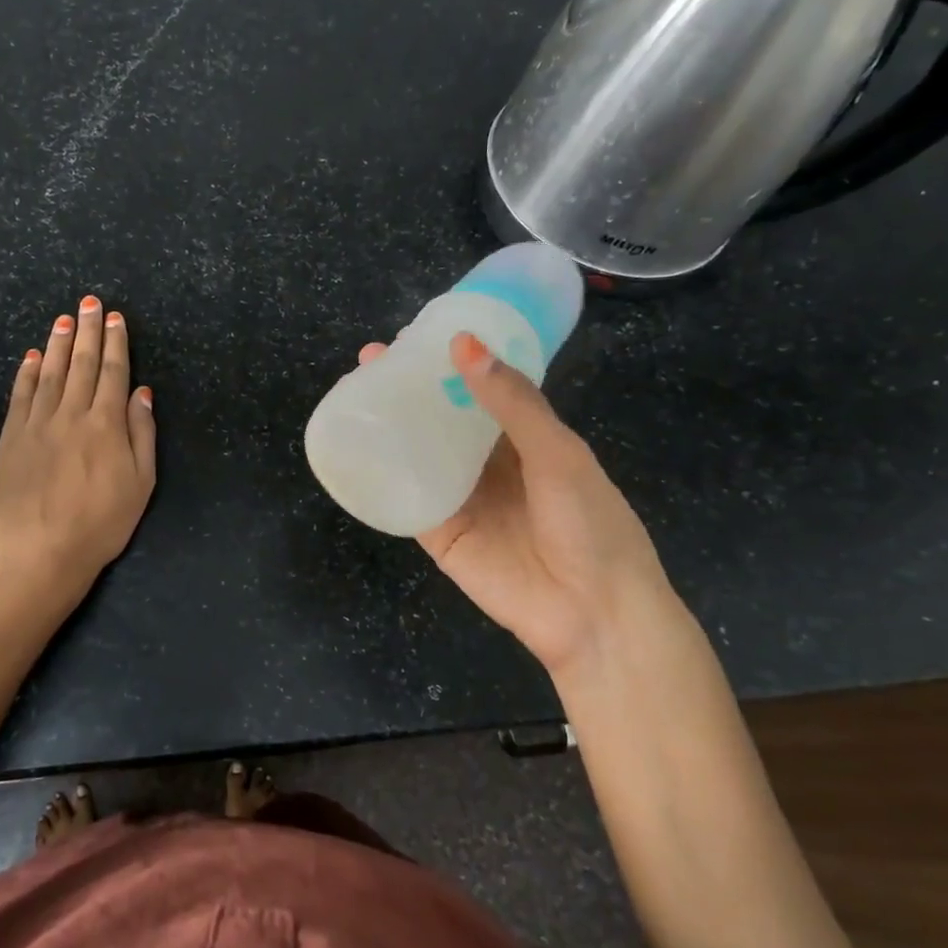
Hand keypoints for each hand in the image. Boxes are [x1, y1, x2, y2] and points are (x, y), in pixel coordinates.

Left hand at [0, 295, 155, 595]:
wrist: (43, 554)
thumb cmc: (102, 524)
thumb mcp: (141, 484)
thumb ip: (142, 434)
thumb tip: (142, 392)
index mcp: (106, 425)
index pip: (113, 373)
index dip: (115, 343)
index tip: (114, 318)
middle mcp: (71, 415)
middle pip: (82, 365)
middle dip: (87, 331)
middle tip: (89, 303)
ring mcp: (37, 425)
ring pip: (50, 373)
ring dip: (58, 344)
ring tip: (63, 319)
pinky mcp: (11, 439)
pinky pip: (20, 397)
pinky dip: (27, 373)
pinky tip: (32, 356)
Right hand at [357, 333, 678, 673]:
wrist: (592, 613)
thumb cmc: (590, 524)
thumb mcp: (557, 452)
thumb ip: (510, 402)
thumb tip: (464, 343)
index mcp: (524, 437)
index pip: (480, 388)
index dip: (450, 361)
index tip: (416, 334)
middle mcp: (487, 462)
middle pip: (441, 416)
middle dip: (409, 387)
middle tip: (371, 358)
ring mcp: (460, 496)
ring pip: (418, 450)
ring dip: (390, 422)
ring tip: (355, 390)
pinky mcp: (438, 530)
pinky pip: (406, 494)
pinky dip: (382, 471)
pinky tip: (355, 445)